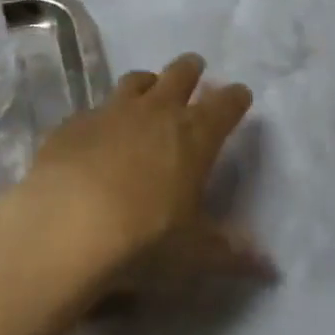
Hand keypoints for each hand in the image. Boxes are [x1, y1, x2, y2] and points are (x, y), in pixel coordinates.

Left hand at [0, 54, 272, 312]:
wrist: (66, 223)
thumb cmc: (143, 239)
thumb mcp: (193, 254)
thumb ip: (230, 253)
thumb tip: (269, 266)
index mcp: (193, 135)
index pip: (224, 105)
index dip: (235, 98)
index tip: (240, 94)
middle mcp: (156, 111)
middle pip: (180, 74)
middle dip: (191, 69)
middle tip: (196, 68)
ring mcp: (112, 110)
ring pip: (136, 80)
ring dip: (148, 82)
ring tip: (150, 88)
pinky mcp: (75, 121)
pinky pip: (95, 109)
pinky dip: (104, 115)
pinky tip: (99, 132)